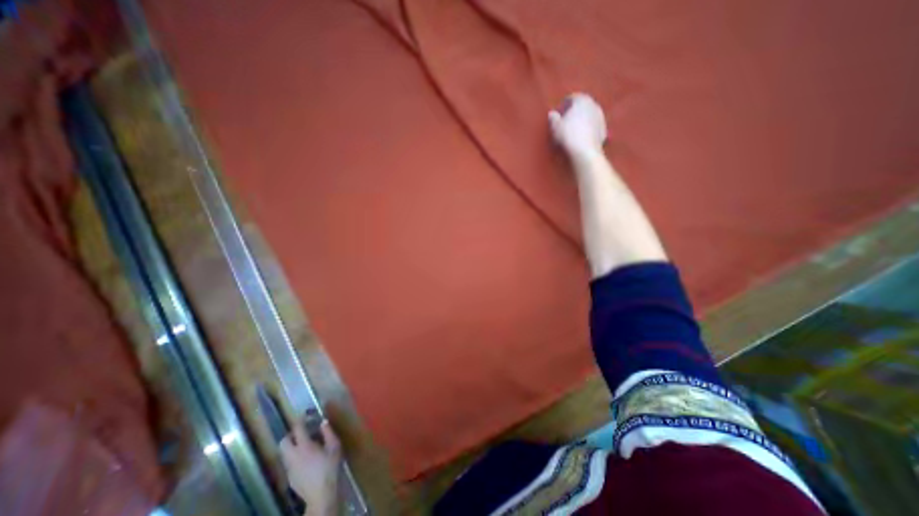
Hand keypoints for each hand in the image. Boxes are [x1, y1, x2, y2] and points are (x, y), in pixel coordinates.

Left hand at [283, 416, 341, 514]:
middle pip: (283, 442)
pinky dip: (294, 456)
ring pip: (284, 453)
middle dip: (291, 434)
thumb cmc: (330, 467)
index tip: (305, 415)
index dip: (300, 420)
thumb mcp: (334, 446)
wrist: (321, 494)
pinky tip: (306, 459)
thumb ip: (328, 432)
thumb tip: (323, 422)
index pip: (297, 429)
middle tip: (302, 432)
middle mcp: (293, 456)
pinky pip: (288, 462)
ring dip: (292, 446)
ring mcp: (289, 468)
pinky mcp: (289, 478)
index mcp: (304, 446)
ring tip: (305, 444)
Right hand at [548, 90, 608, 157]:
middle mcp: (594, 105)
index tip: (558, 113)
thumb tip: (552, 113)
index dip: (563, 105)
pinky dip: (588, 130)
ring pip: (589, 116)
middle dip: (574, 112)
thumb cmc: (568, 135)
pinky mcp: (604, 130)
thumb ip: (553, 118)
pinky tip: (581, 138)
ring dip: (582, 121)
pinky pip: (594, 127)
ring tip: (573, 131)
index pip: (571, 97)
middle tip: (565, 121)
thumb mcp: (555, 127)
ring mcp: (601, 117)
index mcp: (582, 100)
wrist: (585, 151)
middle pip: (582, 105)